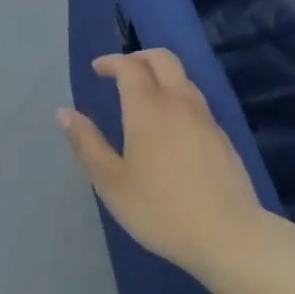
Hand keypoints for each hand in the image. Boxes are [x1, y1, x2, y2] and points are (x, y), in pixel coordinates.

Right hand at [58, 49, 266, 281]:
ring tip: (144, 97)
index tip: (97, 70)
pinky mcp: (223, 139)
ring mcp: (206, 120)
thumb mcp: (111, 182)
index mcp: (148, 109)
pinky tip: (170, 128)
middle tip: (120, 72)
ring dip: (161, 76)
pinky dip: (178, 99)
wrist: (230, 236)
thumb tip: (64, 113)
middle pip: (163, 59)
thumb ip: (87, 143)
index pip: (130, 66)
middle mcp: (179, 104)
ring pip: (184, 79)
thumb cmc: (161, 209)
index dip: (111, 62)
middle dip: (139, 57)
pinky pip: (196, 103)